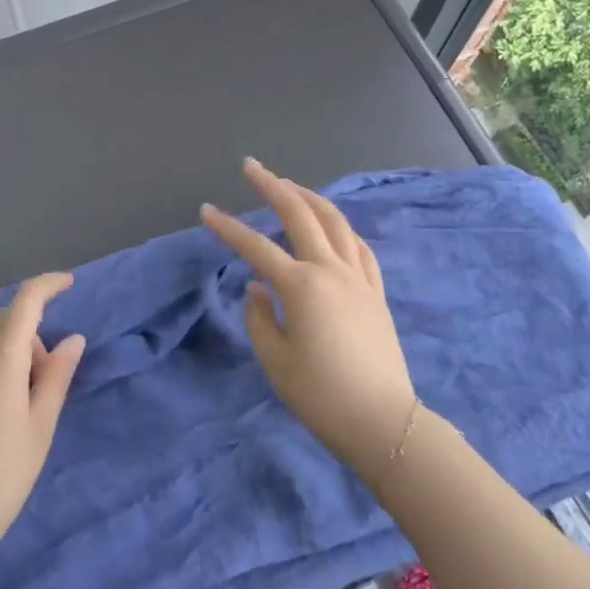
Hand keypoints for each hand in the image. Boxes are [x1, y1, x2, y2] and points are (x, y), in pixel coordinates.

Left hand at [0, 273, 84, 564]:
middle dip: (31, 335)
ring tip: (18, 402)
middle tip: (44, 381)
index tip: (68, 283)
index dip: (48, 285)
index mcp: (1, 356)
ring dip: (8, 351)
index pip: (26, 301)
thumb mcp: (41, 425)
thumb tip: (73, 339)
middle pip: (5, 321)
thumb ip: (57, 375)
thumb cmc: (3, 473)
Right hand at [201, 159, 416, 485]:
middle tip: (251, 166)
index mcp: (301, 286)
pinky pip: (358, 246)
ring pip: (334, 221)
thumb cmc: (321, 396)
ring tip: (289, 186)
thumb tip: (258, 287)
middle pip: (300, 214)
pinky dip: (340, 227)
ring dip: (309, 197)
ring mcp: (358, 278)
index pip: (256, 247)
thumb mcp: (275, 360)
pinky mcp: (375, 291)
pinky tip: (332, 226)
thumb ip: (259, 317)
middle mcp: (331, 270)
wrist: (383, 422)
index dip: (228, 228)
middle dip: (273, 185)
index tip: (206, 211)